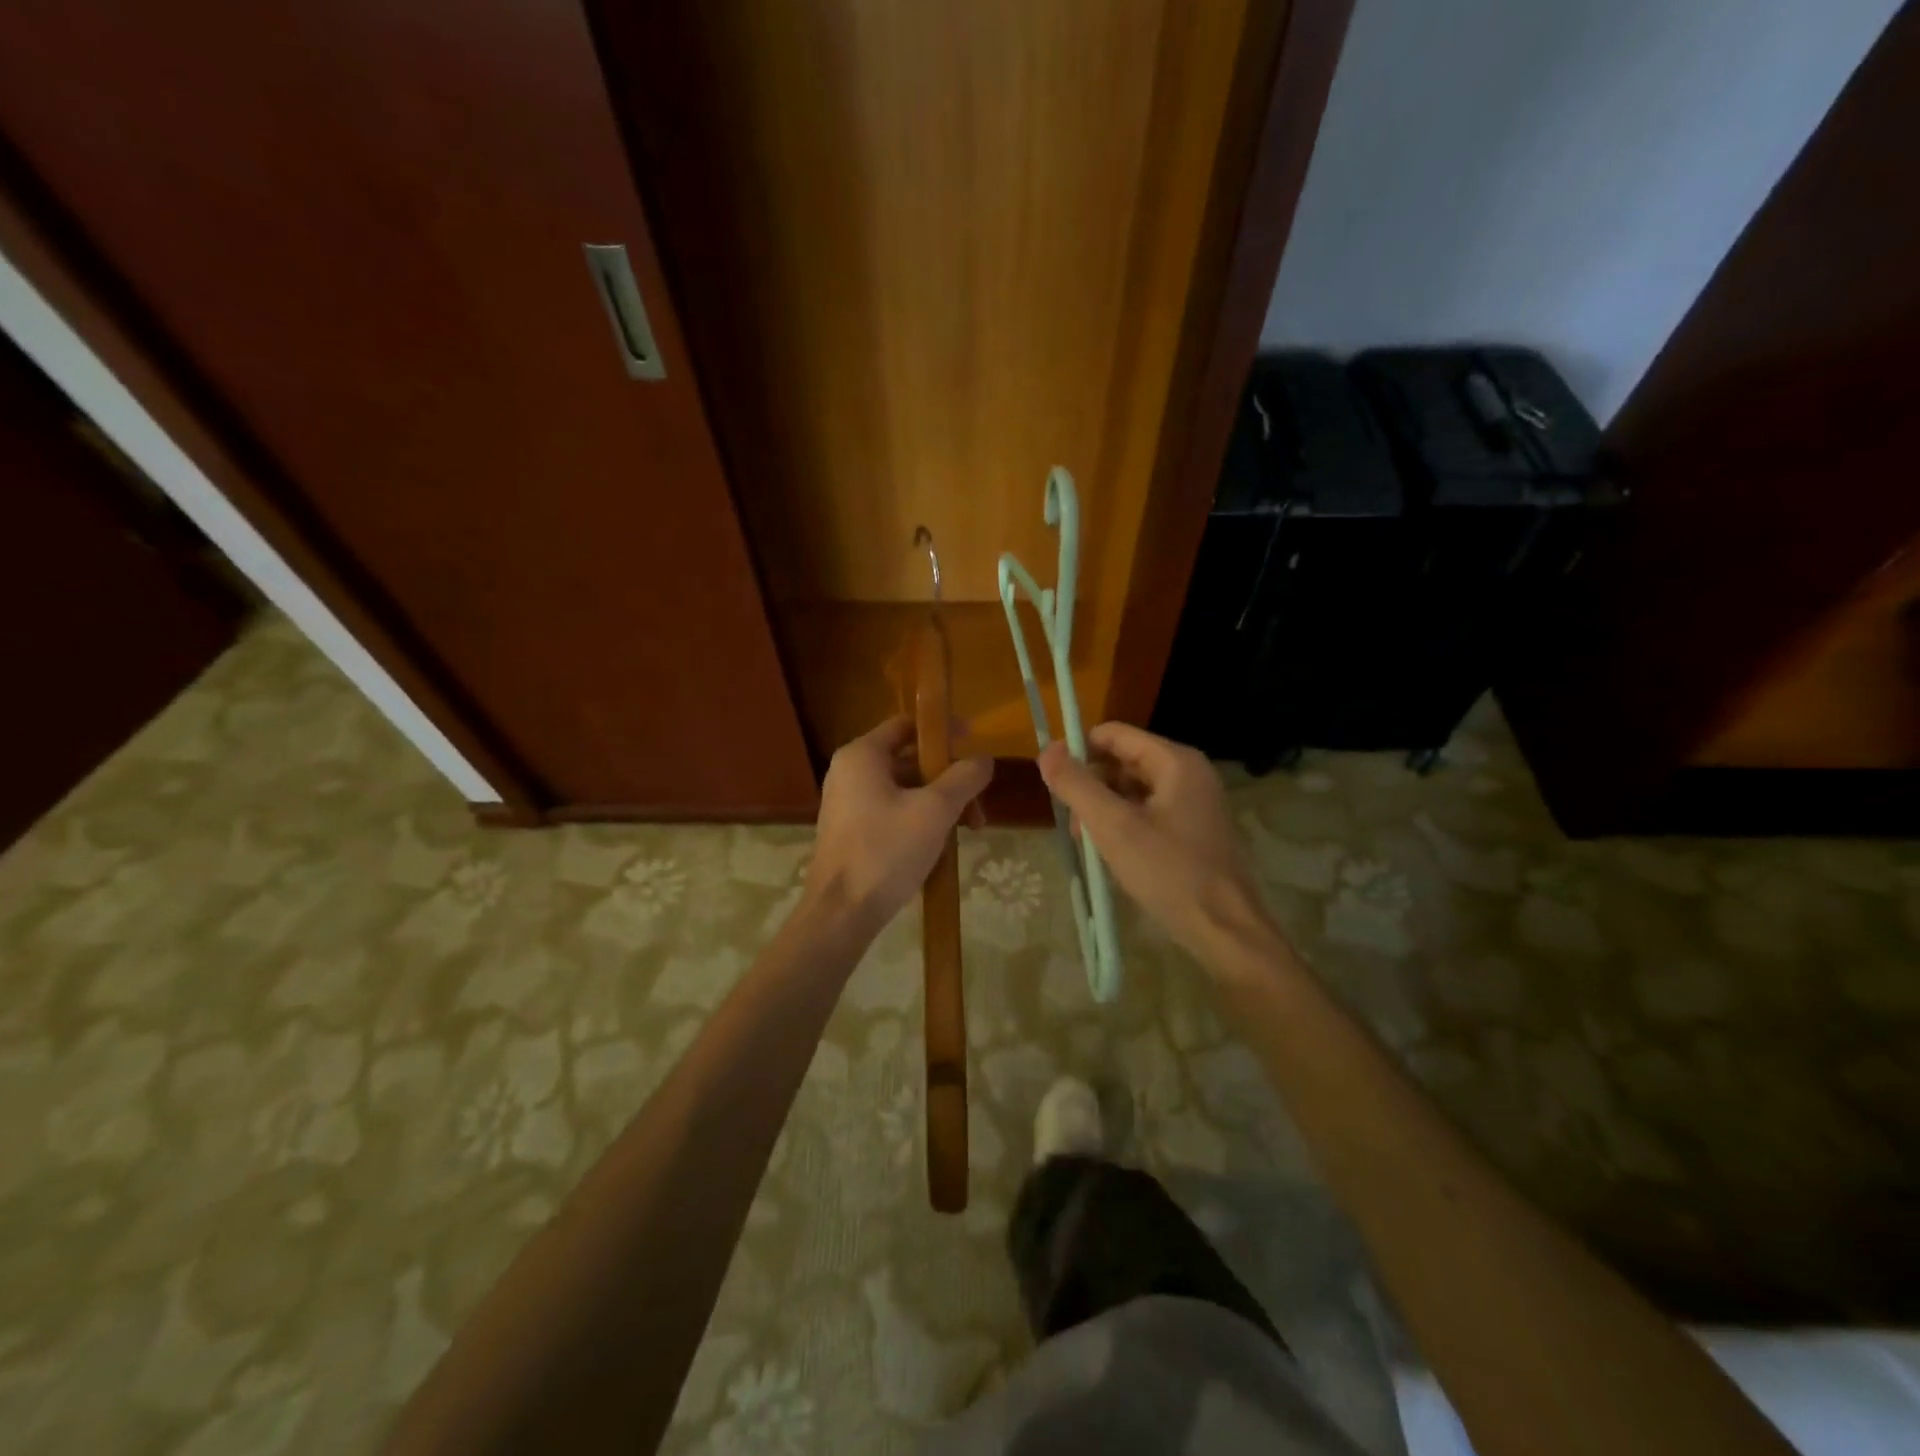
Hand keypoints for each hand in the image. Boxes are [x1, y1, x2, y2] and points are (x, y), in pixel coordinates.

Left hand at [805, 717, 991, 936]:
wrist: (841, 914)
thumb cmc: (886, 851)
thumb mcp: (935, 810)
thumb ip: (963, 778)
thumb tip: (983, 759)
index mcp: (862, 755)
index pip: (907, 724)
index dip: (942, 730)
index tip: (974, 742)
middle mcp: (850, 772)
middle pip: (909, 760)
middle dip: (948, 779)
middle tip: (977, 804)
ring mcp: (848, 804)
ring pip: (904, 791)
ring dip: (939, 804)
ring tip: (967, 831)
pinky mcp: (851, 832)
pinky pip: (892, 813)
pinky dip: (919, 821)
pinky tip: (940, 846)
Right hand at [1038, 723, 1274, 970]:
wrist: (1226, 931)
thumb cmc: (1169, 873)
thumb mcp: (1113, 827)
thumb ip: (1076, 785)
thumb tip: (1046, 751)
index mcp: (1175, 761)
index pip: (1114, 734)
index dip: (1078, 751)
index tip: (1053, 781)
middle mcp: (1189, 773)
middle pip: (1123, 761)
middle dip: (1092, 786)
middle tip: (1074, 825)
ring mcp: (1195, 803)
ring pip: (1134, 790)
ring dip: (1105, 810)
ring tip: (1089, 845)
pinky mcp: (1195, 830)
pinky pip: (1150, 813)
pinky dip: (1125, 825)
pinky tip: (1113, 855)